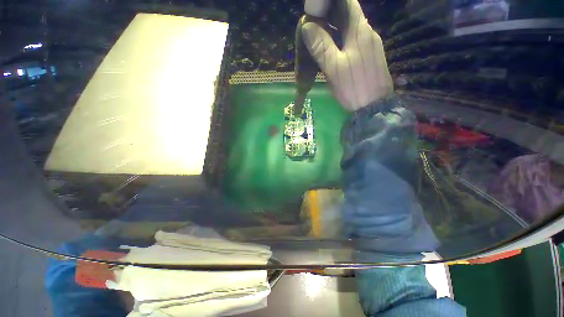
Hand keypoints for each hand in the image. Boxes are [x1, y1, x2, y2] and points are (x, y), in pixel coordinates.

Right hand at [302, 0, 392, 110]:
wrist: (374, 106)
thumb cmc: (353, 87)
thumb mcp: (334, 68)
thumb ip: (321, 46)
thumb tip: (307, 26)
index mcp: (359, 31)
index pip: (346, 2)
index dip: (330, 2)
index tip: (314, 9)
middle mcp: (367, 33)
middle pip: (349, 14)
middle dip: (330, 13)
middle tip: (313, 22)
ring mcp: (370, 45)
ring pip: (351, 27)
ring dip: (335, 26)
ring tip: (319, 34)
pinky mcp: (369, 56)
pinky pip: (354, 40)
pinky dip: (342, 38)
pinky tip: (333, 47)